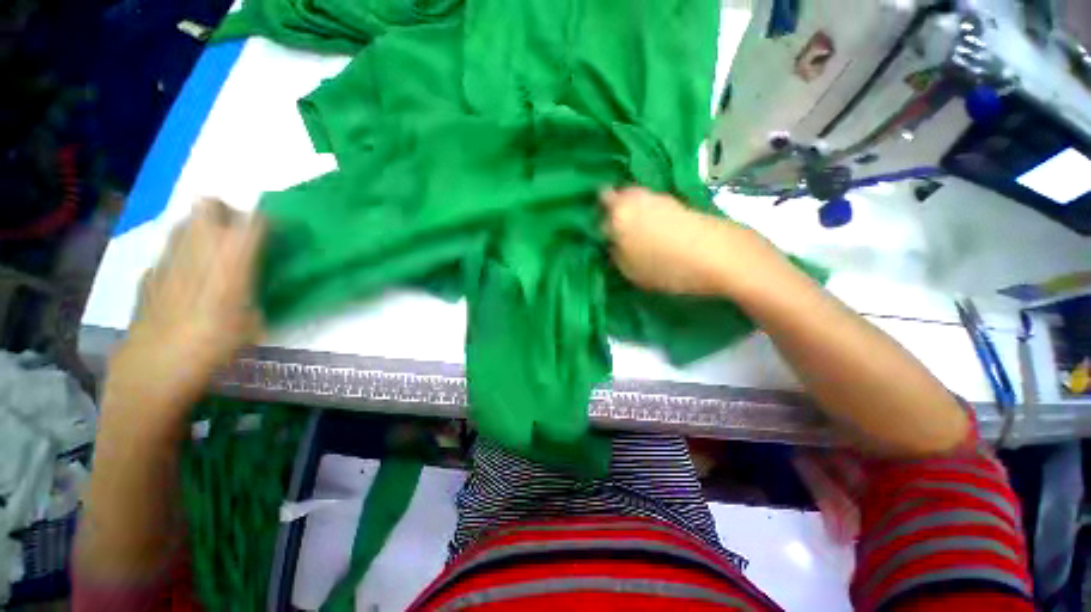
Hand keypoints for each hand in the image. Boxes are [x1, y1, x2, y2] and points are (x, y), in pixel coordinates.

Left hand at [104, 200, 264, 431]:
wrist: (157, 366)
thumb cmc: (216, 345)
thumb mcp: (255, 320)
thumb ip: (256, 289)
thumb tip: (260, 279)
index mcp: (232, 257)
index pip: (255, 219)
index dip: (268, 220)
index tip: (278, 232)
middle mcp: (198, 247)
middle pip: (210, 205)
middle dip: (227, 212)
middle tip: (240, 234)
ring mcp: (167, 257)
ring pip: (185, 222)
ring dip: (202, 228)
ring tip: (214, 252)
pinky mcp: (150, 272)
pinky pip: (169, 250)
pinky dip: (181, 254)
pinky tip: (186, 277)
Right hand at [600, 187, 777, 296]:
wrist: (720, 256)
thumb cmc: (667, 267)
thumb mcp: (630, 270)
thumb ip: (615, 253)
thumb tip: (613, 242)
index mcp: (618, 213)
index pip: (598, 207)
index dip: (598, 218)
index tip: (602, 231)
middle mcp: (636, 197)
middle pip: (617, 196)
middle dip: (613, 208)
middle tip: (616, 228)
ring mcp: (659, 196)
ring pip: (636, 198)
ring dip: (633, 210)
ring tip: (636, 230)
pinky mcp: (678, 201)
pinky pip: (654, 203)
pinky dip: (650, 212)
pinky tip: (656, 228)